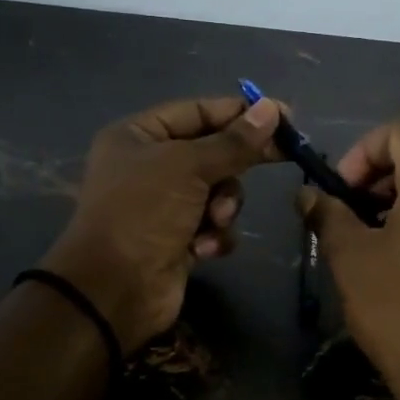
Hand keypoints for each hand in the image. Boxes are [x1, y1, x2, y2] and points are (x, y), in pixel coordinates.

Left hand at [41, 95, 283, 352]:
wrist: (114, 290)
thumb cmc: (144, 213)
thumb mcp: (189, 167)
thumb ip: (233, 142)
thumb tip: (272, 108)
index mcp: (138, 136)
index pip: (197, 112)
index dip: (239, 113)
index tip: (283, 116)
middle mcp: (149, 166)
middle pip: (212, 152)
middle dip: (234, 165)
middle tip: (284, 156)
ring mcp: (164, 205)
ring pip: (218, 192)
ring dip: (224, 206)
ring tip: (213, 220)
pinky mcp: (178, 240)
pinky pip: (213, 226)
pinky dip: (214, 235)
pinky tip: (202, 249)